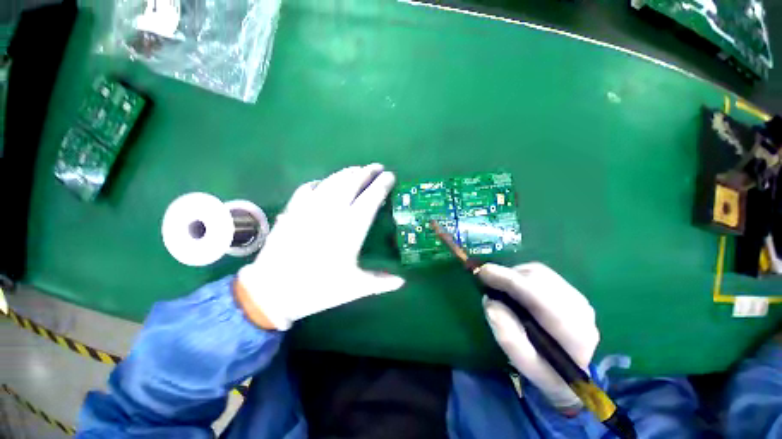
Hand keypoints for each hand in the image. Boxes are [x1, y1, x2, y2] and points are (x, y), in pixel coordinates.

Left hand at [236, 164, 404, 329]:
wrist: (272, 292)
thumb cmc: (318, 289)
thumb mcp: (354, 287)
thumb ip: (381, 282)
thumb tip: (402, 282)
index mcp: (350, 230)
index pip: (370, 199)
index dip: (382, 185)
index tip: (390, 176)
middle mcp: (331, 214)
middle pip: (351, 184)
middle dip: (366, 172)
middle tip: (376, 167)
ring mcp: (309, 209)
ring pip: (331, 182)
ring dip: (346, 173)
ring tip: (357, 170)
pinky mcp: (292, 211)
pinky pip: (308, 188)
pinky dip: (320, 182)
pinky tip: (324, 182)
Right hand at [479, 262, 598, 410]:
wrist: (574, 374)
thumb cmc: (546, 371)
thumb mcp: (524, 363)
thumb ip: (507, 336)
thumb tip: (490, 302)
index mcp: (573, 333)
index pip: (538, 297)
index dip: (508, 280)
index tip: (483, 272)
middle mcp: (580, 310)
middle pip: (538, 279)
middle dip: (508, 275)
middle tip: (486, 280)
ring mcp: (578, 298)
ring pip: (539, 272)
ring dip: (514, 274)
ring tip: (501, 286)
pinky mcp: (572, 291)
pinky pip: (542, 273)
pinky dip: (522, 274)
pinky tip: (516, 287)